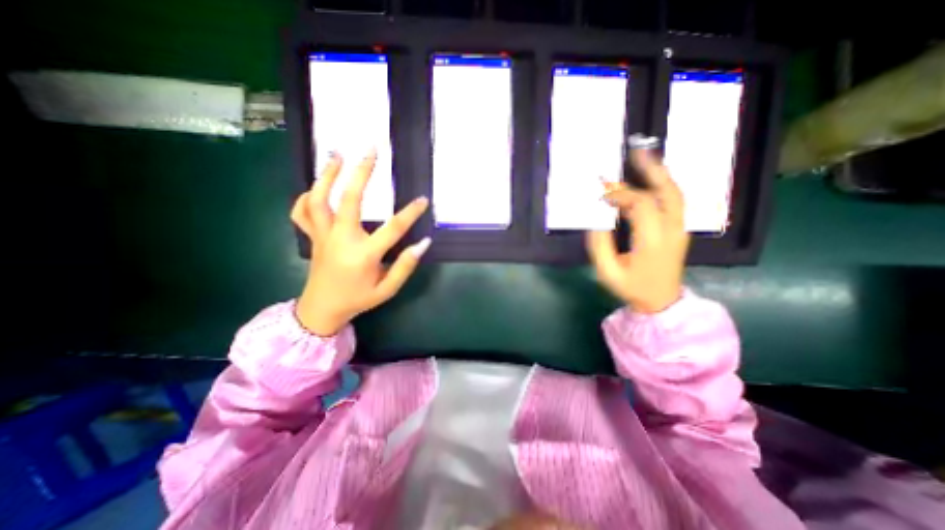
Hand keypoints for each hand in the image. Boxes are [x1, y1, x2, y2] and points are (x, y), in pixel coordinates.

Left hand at [292, 150, 429, 335]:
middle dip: (361, 171)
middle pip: (349, 199)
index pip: (393, 229)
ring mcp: (323, 236)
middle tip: (371, 149)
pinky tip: (316, 187)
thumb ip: (406, 266)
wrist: (322, 310)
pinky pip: (302, 212)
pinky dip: (306, 196)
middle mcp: (341, 239)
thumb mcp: (388, 289)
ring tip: (338, 155)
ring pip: (319, 199)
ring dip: (328, 175)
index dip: (410, 213)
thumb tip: (424, 243)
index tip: (423, 200)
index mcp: (364, 255)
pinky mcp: (312, 237)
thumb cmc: (358, 299)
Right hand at [584, 147, 686, 314]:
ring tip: (644, 158)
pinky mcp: (679, 230)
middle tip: (636, 153)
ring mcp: (680, 229)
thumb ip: (599, 245)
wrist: (662, 301)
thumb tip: (596, 220)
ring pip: (674, 194)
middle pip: (666, 192)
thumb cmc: (632, 288)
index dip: (620, 194)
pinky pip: (674, 201)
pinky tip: (651, 179)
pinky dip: (663, 186)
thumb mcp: (607, 272)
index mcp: (652, 241)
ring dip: (660, 174)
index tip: (601, 195)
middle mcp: (671, 230)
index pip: (640, 205)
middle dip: (650, 171)